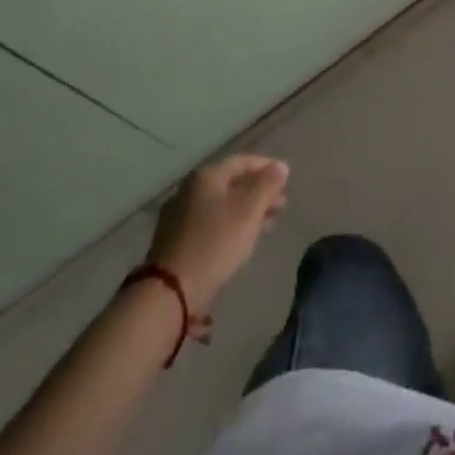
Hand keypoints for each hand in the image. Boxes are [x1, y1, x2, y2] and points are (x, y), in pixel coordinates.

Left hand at [147, 154, 288, 310]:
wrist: (168, 292)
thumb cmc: (215, 243)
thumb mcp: (249, 211)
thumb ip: (268, 184)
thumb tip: (280, 166)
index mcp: (205, 176)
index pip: (242, 162)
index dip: (267, 168)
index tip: (286, 179)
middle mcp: (188, 190)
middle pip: (231, 184)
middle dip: (258, 193)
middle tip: (280, 205)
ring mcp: (177, 216)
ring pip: (220, 205)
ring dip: (245, 211)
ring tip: (266, 224)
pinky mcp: (172, 241)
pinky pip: (208, 224)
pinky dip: (228, 225)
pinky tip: (239, 240)